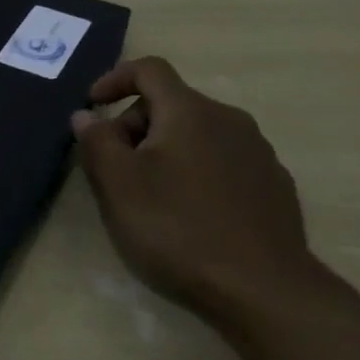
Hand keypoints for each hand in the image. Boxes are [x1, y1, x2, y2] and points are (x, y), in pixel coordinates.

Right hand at [71, 56, 335, 330]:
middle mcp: (230, 120)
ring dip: (163, 150)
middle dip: (133, 124)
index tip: (91, 106)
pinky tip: (186, 213)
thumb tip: (86, 115)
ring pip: (197, 134)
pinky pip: (221, 161)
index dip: (113, 79)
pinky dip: (194, 171)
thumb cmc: (176, 228)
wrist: (264, 290)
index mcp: (190, 112)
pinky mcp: (273, 187)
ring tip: (146, 193)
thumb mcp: (117, 184)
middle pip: (171, 103)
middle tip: (111, 166)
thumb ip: (96, 141)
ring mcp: (258, 154)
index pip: (149, 70)